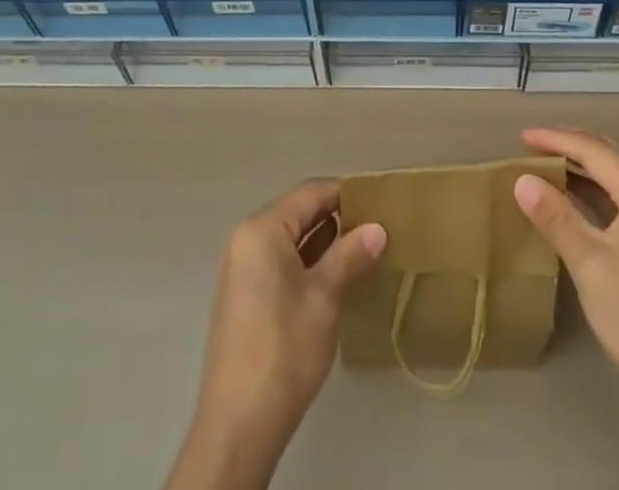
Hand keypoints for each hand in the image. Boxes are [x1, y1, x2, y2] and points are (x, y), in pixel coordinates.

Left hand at [167, 180, 385, 489]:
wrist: (238, 425)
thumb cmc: (284, 349)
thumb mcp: (325, 297)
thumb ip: (350, 255)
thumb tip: (377, 227)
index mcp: (262, 229)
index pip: (311, 193)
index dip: (346, 194)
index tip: (380, 203)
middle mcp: (247, 240)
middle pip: (298, 214)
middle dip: (337, 219)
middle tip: (376, 228)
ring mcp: (242, 269)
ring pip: (290, 240)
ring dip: (323, 243)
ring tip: (363, 252)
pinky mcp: (243, 297)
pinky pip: (279, 263)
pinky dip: (306, 264)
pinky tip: (334, 279)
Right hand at [513, 128, 618, 422]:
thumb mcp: (590, 264)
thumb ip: (556, 217)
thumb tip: (522, 179)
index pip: (595, 151)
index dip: (556, 139)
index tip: (520, 137)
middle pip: (607, 157)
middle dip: (569, 147)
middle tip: (530, 146)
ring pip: (612, 180)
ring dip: (578, 170)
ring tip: (542, 167)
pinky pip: (616, 202)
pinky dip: (589, 194)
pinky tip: (568, 203)